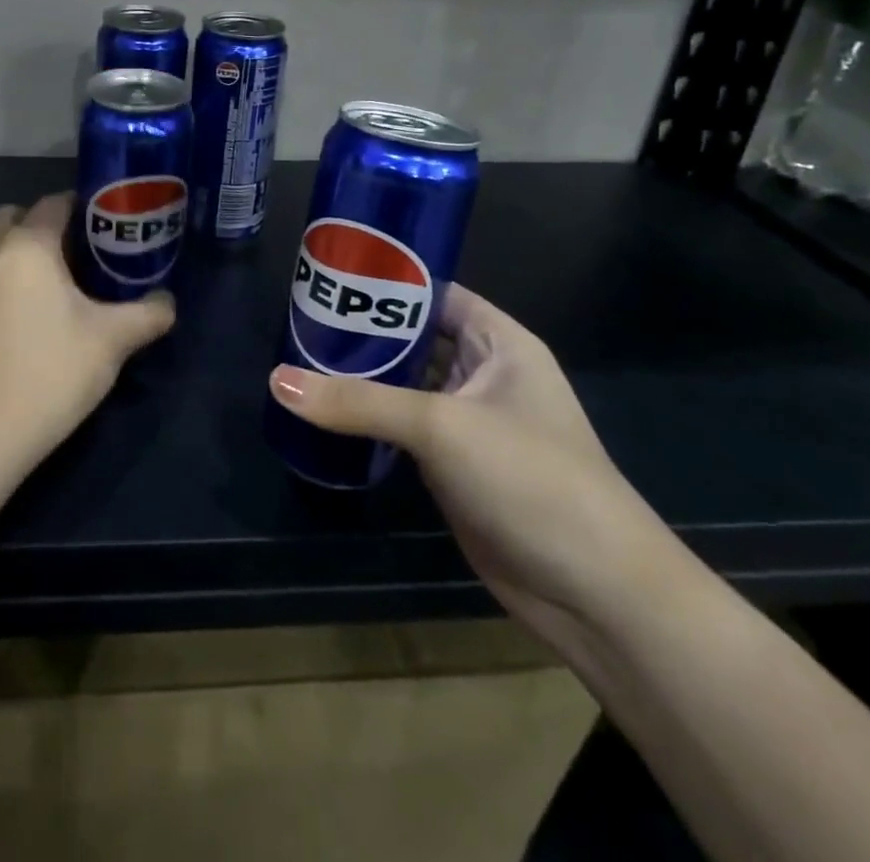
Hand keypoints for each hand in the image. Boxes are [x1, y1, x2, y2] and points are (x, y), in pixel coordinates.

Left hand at [0, 193, 175, 461]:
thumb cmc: (52, 370)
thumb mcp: (112, 340)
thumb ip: (147, 314)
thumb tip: (168, 302)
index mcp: (27, 247)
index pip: (54, 203)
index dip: (85, 205)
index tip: (112, 222)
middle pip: (16, 216)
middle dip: (46, 222)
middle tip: (83, 247)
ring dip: (25, 250)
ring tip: (64, 279)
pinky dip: (11, 277)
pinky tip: (39, 311)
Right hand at [269, 283, 687, 654]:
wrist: (593, 592)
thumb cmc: (529, 477)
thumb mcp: (441, 426)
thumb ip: (358, 401)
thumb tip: (276, 380)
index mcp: (499, 342)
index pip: (433, 293)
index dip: (385, 283)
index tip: (327, 277)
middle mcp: (484, 373)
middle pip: (414, 338)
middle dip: (363, 331)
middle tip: (299, 320)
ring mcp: (468, 422)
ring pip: (405, 385)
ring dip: (361, 377)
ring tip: (299, 357)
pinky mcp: (453, 465)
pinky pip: (401, 427)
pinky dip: (367, 419)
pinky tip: (322, 411)